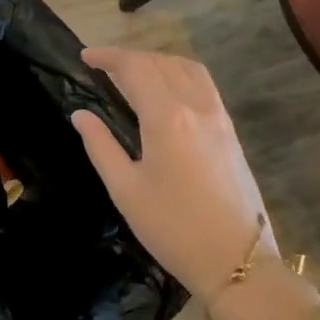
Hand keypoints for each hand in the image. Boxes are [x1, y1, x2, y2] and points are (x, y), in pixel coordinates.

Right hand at [70, 46, 275, 299]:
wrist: (239, 263)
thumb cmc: (173, 229)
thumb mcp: (125, 190)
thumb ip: (100, 146)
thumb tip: (80, 114)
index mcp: (166, 117)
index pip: (134, 68)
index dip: (108, 57)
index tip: (85, 57)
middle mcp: (195, 106)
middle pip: (159, 62)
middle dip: (128, 57)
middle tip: (102, 67)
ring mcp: (217, 116)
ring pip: (185, 67)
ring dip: (156, 60)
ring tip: (134, 73)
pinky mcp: (230, 130)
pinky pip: (203, 83)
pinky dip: (179, 72)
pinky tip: (167, 89)